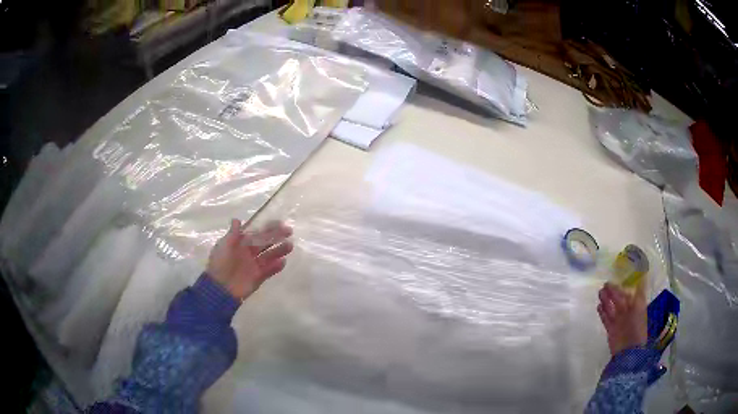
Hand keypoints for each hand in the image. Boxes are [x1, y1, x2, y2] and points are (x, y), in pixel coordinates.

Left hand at [207, 219, 292, 299]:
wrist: (220, 288)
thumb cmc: (220, 263)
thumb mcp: (224, 246)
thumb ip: (233, 234)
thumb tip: (237, 219)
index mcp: (241, 243)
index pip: (257, 233)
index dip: (267, 227)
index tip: (279, 222)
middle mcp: (249, 253)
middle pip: (265, 243)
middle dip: (277, 236)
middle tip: (289, 231)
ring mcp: (255, 265)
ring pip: (270, 255)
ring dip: (279, 250)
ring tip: (289, 246)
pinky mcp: (259, 277)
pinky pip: (270, 270)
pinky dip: (276, 266)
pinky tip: (283, 262)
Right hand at [597, 281, 647, 355]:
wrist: (629, 349)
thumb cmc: (637, 326)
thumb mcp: (640, 307)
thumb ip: (640, 293)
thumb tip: (643, 278)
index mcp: (635, 305)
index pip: (628, 293)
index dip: (623, 287)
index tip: (616, 279)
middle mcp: (627, 312)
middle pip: (619, 299)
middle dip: (613, 292)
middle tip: (605, 284)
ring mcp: (618, 320)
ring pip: (611, 308)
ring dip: (606, 300)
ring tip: (600, 293)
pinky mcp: (611, 329)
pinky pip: (606, 319)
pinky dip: (602, 313)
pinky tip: (598, 306)